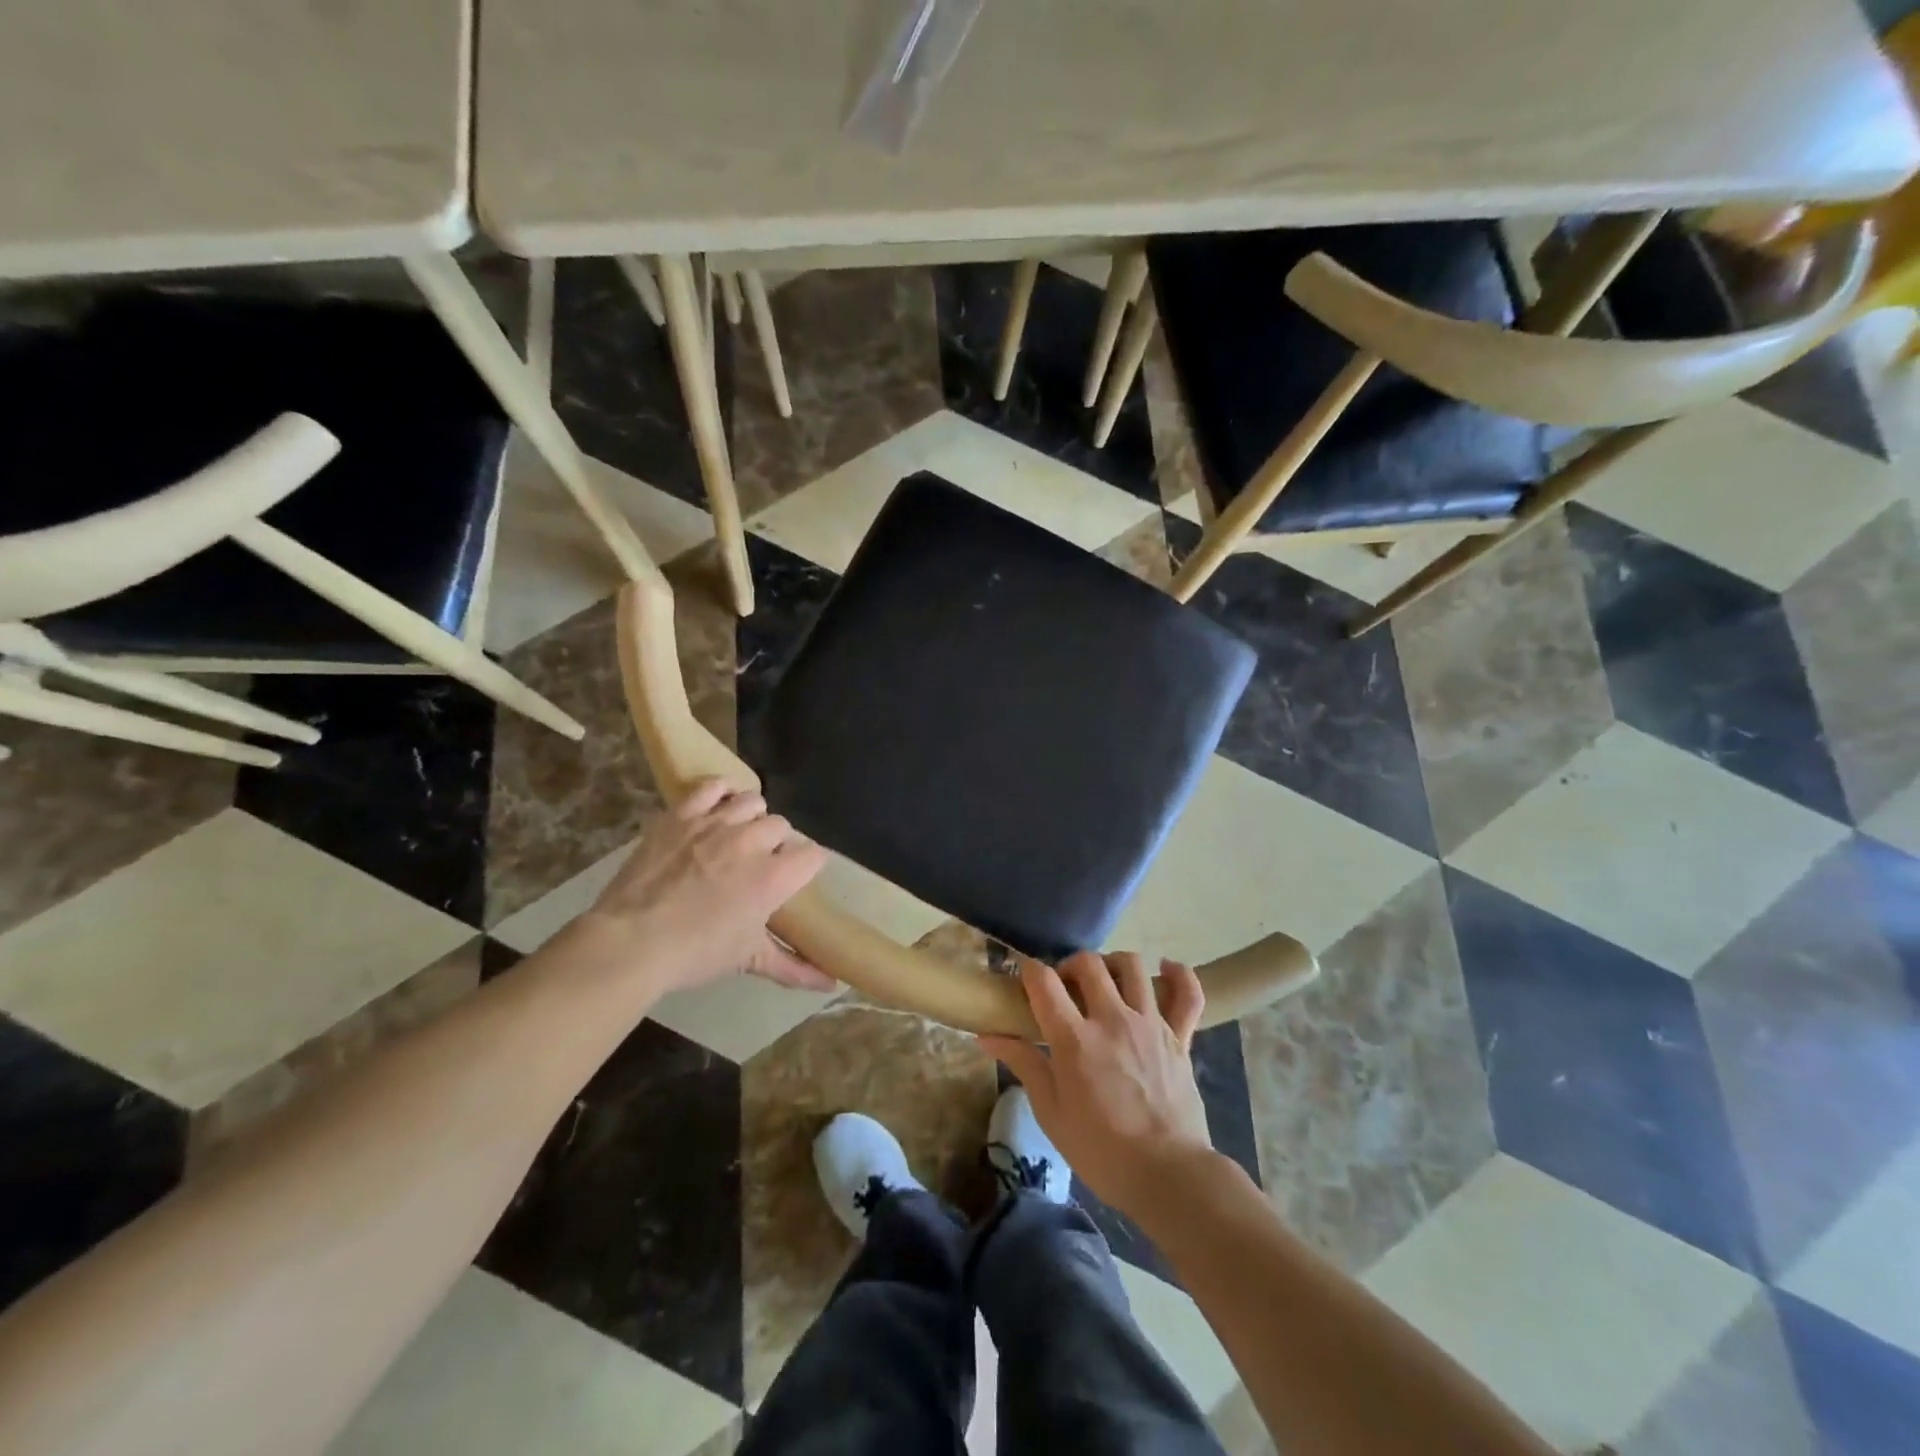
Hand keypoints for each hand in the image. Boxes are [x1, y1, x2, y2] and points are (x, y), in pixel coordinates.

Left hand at [574, 778, 832, 995]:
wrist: (631, 942)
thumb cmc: (696, 953)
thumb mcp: (748, 959)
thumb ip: (794, 967)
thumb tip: (831, 985)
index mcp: (774, 877)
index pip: (813, 855)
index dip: (807, 866)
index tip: (795, 878)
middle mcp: (752, 841)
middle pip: (782, 826)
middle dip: (777, 843)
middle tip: (759, 864)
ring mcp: (716, 823)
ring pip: (753, 802)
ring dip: (751, 817)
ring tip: (738, 835)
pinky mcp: (683, 814)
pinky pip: (712, 786)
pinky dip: (720, 792)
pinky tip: (717, 808)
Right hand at [980, 951, 1214, 1221]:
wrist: (1168, 1176)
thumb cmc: (1101, 1150)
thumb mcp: (1051, 1113)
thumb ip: (1023, 1064)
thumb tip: (986, 1036)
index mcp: (1075, 1040)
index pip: (1044, 982)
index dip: (1029, 971)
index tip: (1025, 978)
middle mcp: (1112, 1020)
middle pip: (1088, 964)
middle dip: (1069, 965)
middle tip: (1065, 987)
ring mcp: (1150, 1024)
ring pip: (1132, 966)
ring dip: (1112, 964)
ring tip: (1105, 981)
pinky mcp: (1180, 1036)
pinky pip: (1187, 993)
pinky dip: (1178, 975)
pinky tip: (1165, 969)